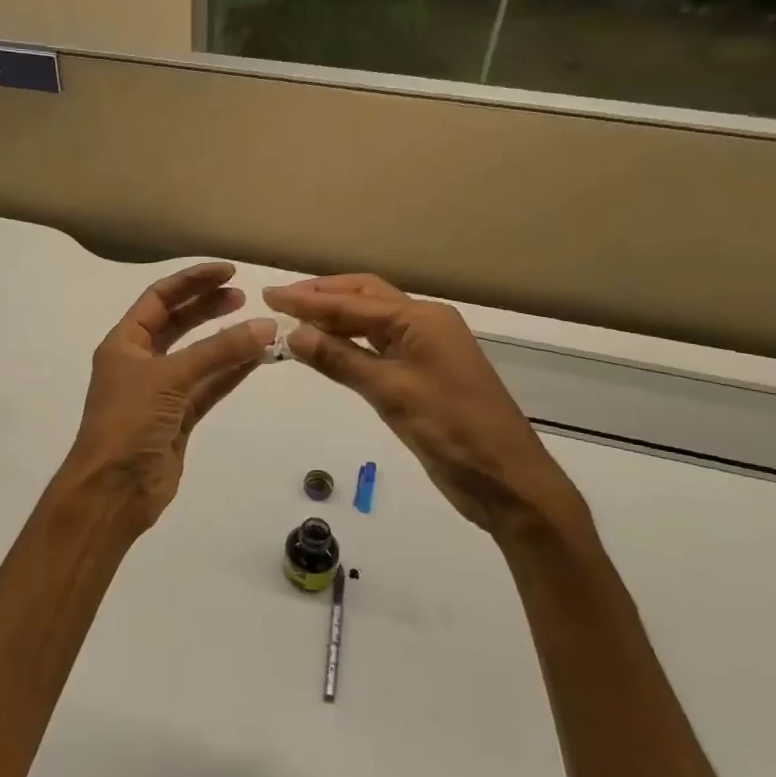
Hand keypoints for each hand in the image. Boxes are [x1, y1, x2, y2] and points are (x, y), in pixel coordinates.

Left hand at [58, 263, 275, 537]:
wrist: (114, 489)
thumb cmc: (128, 422)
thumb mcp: (170, 378)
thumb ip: (218, 352)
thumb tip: (266, 327)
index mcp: (124, 343)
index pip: (159, 299)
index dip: (192, 281)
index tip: (228, 272)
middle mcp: (140, 362)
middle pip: (178, 324)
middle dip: (209, 307)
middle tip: (245, 297)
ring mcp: (160, 392)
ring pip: (198, 357)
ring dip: (226, 341)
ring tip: (260, 325)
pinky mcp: (178, 419)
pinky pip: (208, 387)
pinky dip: (231, 373)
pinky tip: (257, 358)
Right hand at [264, 274, 587, 542]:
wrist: (506, 480)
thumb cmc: (451, 430)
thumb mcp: (390, 392)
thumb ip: (340, 360)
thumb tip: (292, 335)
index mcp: (422, 319)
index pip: (353, 302)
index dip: (308, 300)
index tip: (269, 295)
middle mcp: (424, 325)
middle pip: (365, 298)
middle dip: (322, 297)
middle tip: (280, 303)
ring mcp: (425, 350)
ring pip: (371, 322)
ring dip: (334, 319)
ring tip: (294, 322)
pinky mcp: (422, 376)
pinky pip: (378, 347)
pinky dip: (348, 343)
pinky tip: (326, 349)